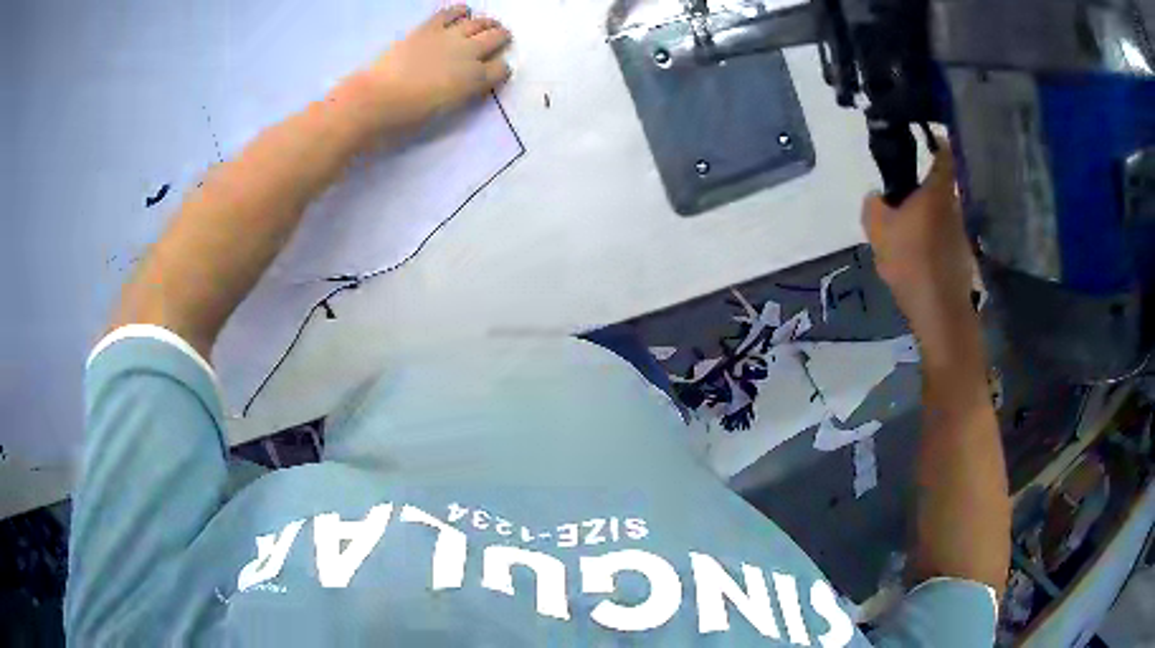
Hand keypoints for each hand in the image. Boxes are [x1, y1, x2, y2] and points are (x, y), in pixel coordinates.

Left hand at [359, 5, 512, 134]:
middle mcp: (470, 53)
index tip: (496, 72)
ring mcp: (449, 36)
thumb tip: (470, 83)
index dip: (500, 70)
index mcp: (476, 79)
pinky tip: (463, 12)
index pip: (501, 69)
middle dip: (501, 39)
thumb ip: (464, 93)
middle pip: (496, 38)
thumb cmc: (410, 117)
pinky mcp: (428, 28)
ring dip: (487, 23)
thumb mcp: (447, 112)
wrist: (377, 100)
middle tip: (499, 39)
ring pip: (479, 22)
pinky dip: (460, 11)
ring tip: (487, 25)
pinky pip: (450, 12)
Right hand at [862, 145, 978, 361]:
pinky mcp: (962, 259)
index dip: (937, 143)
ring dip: (927, 221)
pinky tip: (918, 263)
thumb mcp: (877, 228)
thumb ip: (873, 205)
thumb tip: (879, 196)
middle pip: (940, 189)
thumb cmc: (910, 260)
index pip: (943, 154)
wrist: (939, 311)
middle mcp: (954, 207)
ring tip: (906, 239)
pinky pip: (944, 241)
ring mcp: (961, 235)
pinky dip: (932, 245)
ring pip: (941, 217)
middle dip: (923, 192)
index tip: (928, 139)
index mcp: (936, 191)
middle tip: (901, 204)